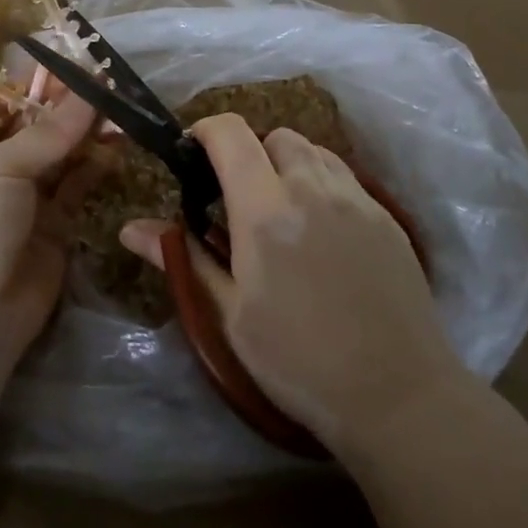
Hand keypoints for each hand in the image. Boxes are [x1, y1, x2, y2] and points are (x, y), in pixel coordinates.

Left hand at [0, 86, 100, 377]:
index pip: (4, 102)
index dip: (38, 83)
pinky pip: (78, 184)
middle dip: (70, 106)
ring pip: (62, 153)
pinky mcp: (54, 224)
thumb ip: (50, 131)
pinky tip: (118, 144)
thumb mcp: (0, 168)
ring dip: (88, 132)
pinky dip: (97, 164)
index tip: (79, 66)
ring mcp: (25, 196)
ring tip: (122, 110)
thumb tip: (91, 90)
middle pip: (37, 125)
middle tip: (111, 84)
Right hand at [120, 114, 459, 457]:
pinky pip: (345, 175)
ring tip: (282, 208)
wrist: (398, 395)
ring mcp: (356, 198)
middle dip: (249, 152)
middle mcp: (311, 189)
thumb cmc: (299, 362)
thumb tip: (129, 228)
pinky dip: (321, 182)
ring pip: (313, 150)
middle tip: (239, 195)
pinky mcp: (386, 216)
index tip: (193, 154)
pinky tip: (321, 229)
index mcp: (265, 211)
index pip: (231, 135)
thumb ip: (185, 258)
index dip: (206, 131)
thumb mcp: (230, 315)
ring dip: (287, 163)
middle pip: (274, 136)